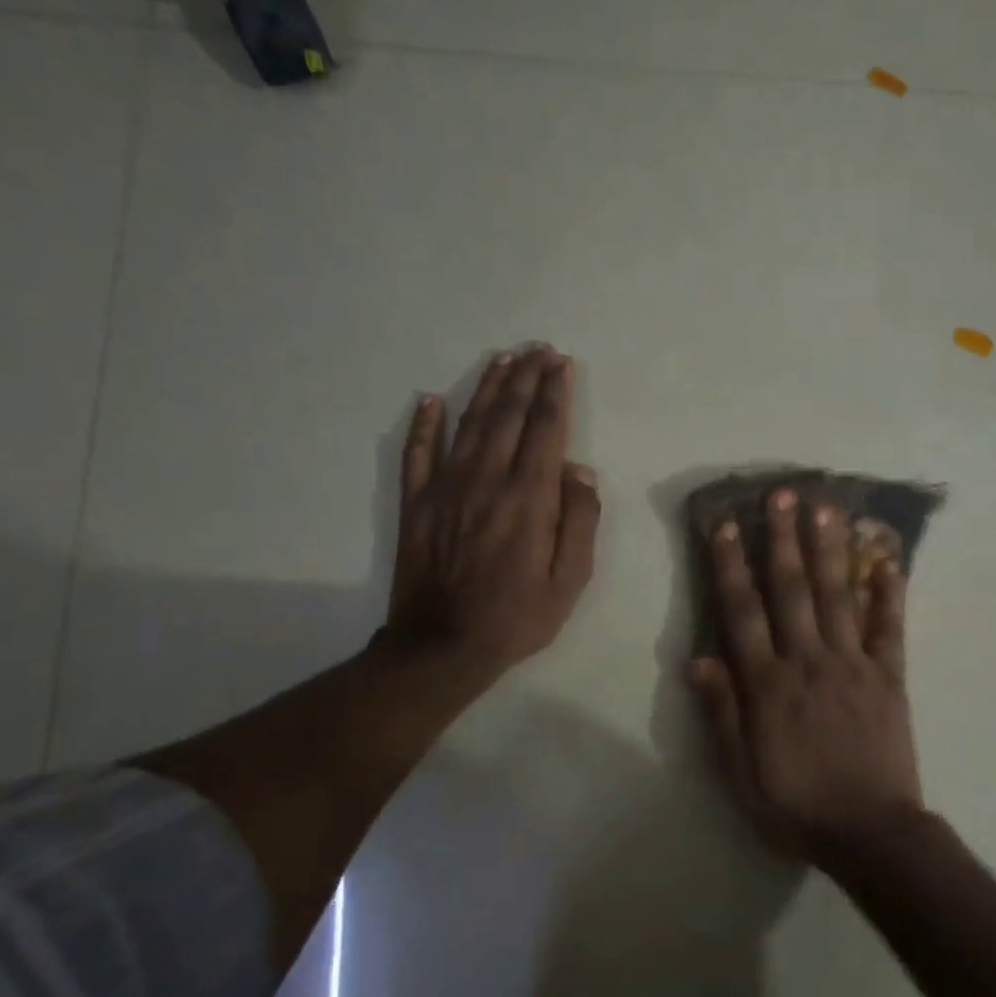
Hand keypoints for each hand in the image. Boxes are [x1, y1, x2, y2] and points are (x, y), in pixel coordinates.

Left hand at [384, 345, 599, 679]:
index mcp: (528, 498)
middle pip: (509, 416)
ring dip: (487, 388)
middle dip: (526, 378)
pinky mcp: (415, 503)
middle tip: (538, 349)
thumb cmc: (517, 617)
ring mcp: (445, 488)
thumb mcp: (570, 581)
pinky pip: (417, 453)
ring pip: (469, 424)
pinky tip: (430, 399)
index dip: (555, 393)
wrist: (441, 647)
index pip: (546, 431)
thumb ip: (579, 521)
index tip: (562, 364)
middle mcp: (487, 480)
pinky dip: (423, 424)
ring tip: (502, 359)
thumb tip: (579, 471)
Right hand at [690, 489, 924, 863]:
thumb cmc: (797, 806)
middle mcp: (808, 661)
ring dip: (830, 549)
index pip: (743, 613)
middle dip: (783, 539)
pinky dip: (891, 593)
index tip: (726, 526)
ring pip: (838, 596)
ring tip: (827, 508)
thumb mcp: (740, 773)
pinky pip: (890, 628)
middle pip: (792, 590)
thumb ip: (721, 714)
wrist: (871, 833)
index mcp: (768, 685)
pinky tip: (889, 560)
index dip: (731, 566)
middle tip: (782, 494)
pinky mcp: (889, 677)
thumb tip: (700, 658)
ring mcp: (853, 665)